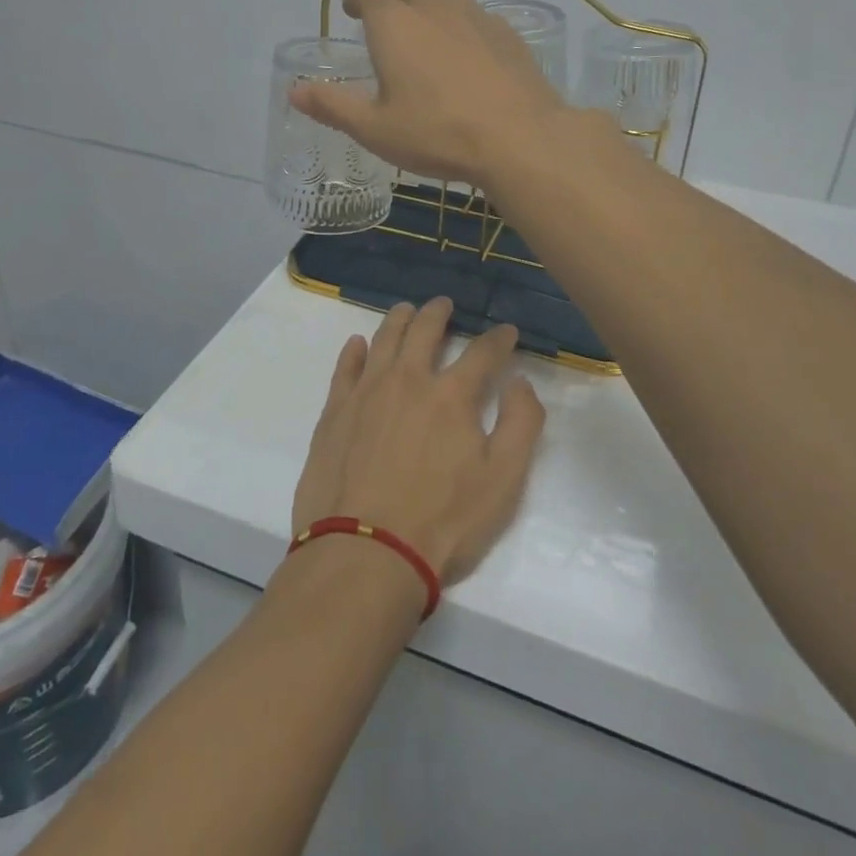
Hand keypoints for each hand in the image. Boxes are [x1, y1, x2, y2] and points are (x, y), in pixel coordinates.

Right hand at [288, 0, 568, 185]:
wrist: (519, 138)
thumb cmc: (436, 133)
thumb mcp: (375, 128)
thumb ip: (333, 105)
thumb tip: (293, 90)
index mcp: (394, 25)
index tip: (354, 12)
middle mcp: (434, 9)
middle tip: (391, 26)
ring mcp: (476, 17)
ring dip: (433, 6)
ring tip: (430, 36)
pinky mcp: (508, 34)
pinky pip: (479, 17)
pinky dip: (465, 26)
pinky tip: (470, 56)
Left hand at [291, 299, 545, 584]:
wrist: (365, 551)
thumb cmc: (442, 522)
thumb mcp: (503, 481)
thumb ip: (520, 425)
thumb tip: (519, 382)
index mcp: (451, 395)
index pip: (482, 353)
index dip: (498, 339)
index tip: (506, 331)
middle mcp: (408, 380)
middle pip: (425, 330)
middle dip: (439, 312)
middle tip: (444, 304)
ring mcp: (366, 392)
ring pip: (384, 339)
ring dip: (399, 319)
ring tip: (406, 310)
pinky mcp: (335, 411)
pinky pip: (344, 367)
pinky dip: (354, 351)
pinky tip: (357, 344)